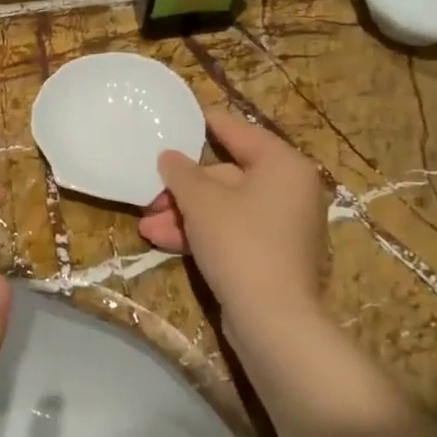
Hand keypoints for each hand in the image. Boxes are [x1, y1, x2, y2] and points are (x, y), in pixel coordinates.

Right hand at [139, 111, 327, 334]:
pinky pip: (233, 232)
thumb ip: (182, 173)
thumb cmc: (240, 243)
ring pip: (225, 208)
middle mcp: (289, 190)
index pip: (239, 133)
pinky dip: (202, 234)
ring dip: (185, 215)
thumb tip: (169, 156)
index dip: (206, 124)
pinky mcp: (272, 255)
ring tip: (146, 226)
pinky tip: (164, 241)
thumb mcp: (202, 202)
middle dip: (183, 189)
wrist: (273, 319)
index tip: (179, 116)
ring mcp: (283, 225)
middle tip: (149, 195)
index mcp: (283, 165)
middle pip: (227, 176)